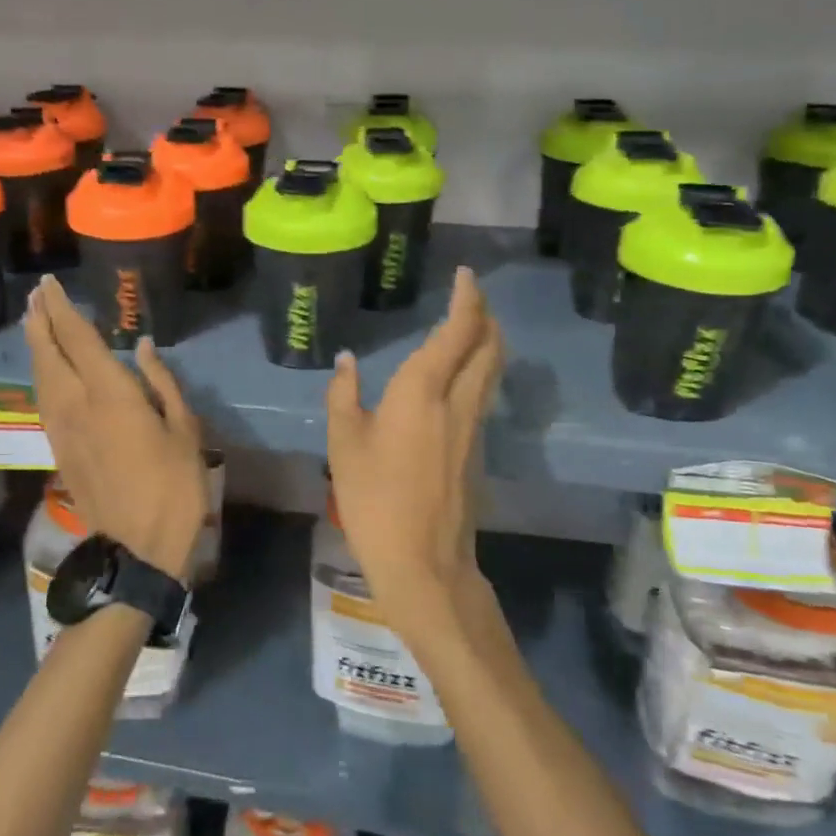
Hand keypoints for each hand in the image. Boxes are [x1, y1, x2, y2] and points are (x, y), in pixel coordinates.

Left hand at [24, 275, 208, 581]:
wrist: (139, 547)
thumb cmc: (174, 486)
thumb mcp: (184, 429)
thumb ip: (161, 382)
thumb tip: (142, 346)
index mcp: (110, 394)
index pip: (76, 338)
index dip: (60, 308)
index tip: (50, 284)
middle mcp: (76, 404)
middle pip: (47, 353)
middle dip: (39, 320)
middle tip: (36, 295)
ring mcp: (62, 429)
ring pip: (40, 377)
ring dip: (35, 346)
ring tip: (34, 322)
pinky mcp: (59, 450)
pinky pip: (43, 400)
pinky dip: (40, 375)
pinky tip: (45, 370)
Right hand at [325, 267, 504, 631]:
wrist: (423, 560)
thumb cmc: (374, 498)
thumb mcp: (344, 444)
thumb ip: (343, 395)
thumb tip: (347, 361)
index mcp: (423, 391)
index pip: (457, 331)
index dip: (466, 299)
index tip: (464, 275)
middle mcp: (457, 401)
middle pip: (488, 346)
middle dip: (485, 315)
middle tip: (470, 296)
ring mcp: (473, 427)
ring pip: (491, 370)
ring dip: (487, 341)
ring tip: (470, 327)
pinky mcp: (476, 450)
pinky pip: (484, 394)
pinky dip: (479, 370)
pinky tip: (458, 376)